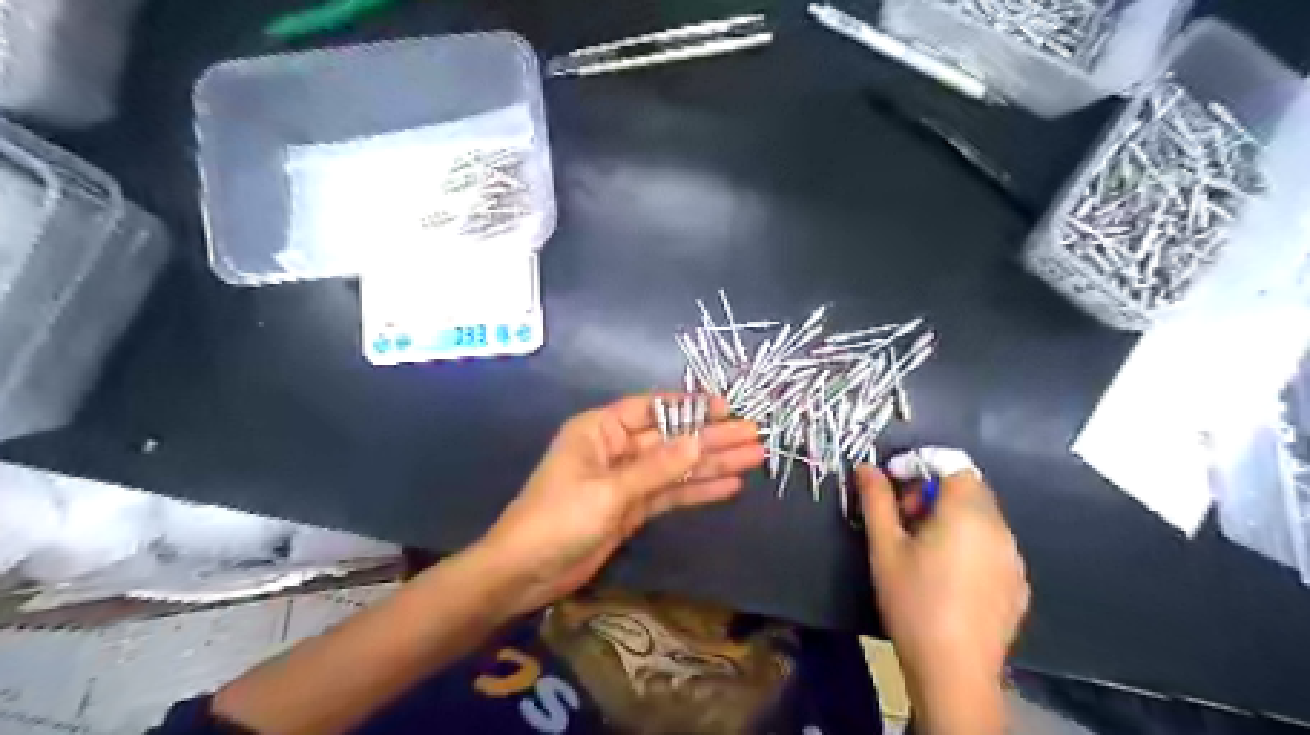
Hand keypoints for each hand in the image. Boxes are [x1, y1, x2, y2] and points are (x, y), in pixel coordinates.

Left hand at [477, 397, 762, 614]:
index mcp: (600, 429)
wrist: (525, 572)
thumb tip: (700, 440)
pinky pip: (671, 493)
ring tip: (754, 458)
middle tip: (754, 436)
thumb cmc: (559, 519)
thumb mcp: (609, 490)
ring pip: (676, 466)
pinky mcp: (633, 508)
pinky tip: (729, 485)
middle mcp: (616, 448)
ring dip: (713, 463)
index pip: (652, 408)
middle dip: (712, 437)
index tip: (727, 408)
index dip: (690, 407)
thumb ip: (657, 467)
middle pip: (672, 438)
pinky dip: (698, 490)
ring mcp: (627, 479)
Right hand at [863, 463, 1032, 732]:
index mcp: (967, 513)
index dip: (920, 464)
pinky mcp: (1018, 584)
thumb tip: (867, 467)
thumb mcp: (885, 547)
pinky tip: (947, 575)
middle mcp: (999, 528)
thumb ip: (876, 500)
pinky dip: (969, 542)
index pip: (953, 463)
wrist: (955, 672)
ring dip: (951, 516)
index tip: (893, 485)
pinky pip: (992, 545)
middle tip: (903, 518)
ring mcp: (1014, 558)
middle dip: (933, 491)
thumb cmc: (913, 602)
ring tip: (922, 548)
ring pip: (981, 517)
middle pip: (969, 488)